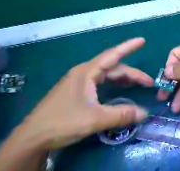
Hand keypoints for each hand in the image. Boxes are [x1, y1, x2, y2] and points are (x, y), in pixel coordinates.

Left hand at [19, 38, 153, 149]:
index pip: (112, 55)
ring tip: (139, 84)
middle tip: (148, 83)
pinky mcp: (79, 89)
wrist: (31, 139)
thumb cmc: (62, 123)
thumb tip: (145, 113)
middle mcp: (85, 72)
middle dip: (133, 74)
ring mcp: (81, 80)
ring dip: (125, 78)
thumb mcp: (95, 119)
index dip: (128, 47)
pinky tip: (122, 88)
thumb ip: (122, 114)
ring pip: (109, 74)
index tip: (142, 40)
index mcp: (87, 73)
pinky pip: (103, 81)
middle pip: (114, 68)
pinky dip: (116, 83)